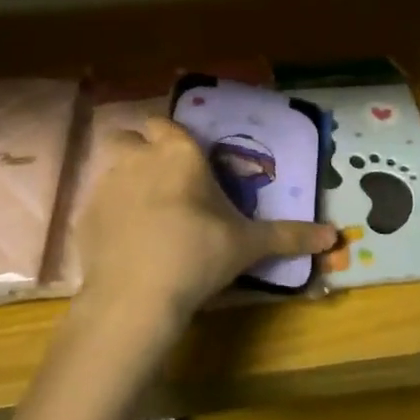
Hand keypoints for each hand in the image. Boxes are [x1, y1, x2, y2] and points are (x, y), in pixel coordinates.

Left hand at [73, 115, 335, 343]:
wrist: (136, 295)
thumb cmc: (198, 254)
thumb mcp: (248, 244)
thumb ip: (289, 235)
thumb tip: (334, 236)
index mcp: (178, 153)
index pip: (167, 124)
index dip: (173, 138)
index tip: (185, 160)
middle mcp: (139, 157)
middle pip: (130, 136)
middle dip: (141, 149)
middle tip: (161, 180)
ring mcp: (106, 184)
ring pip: (111, 166)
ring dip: (124, 178)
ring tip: (142, 212)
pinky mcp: (85, 215)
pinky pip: (96, 202)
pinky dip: (108, 213)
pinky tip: (123, 241)